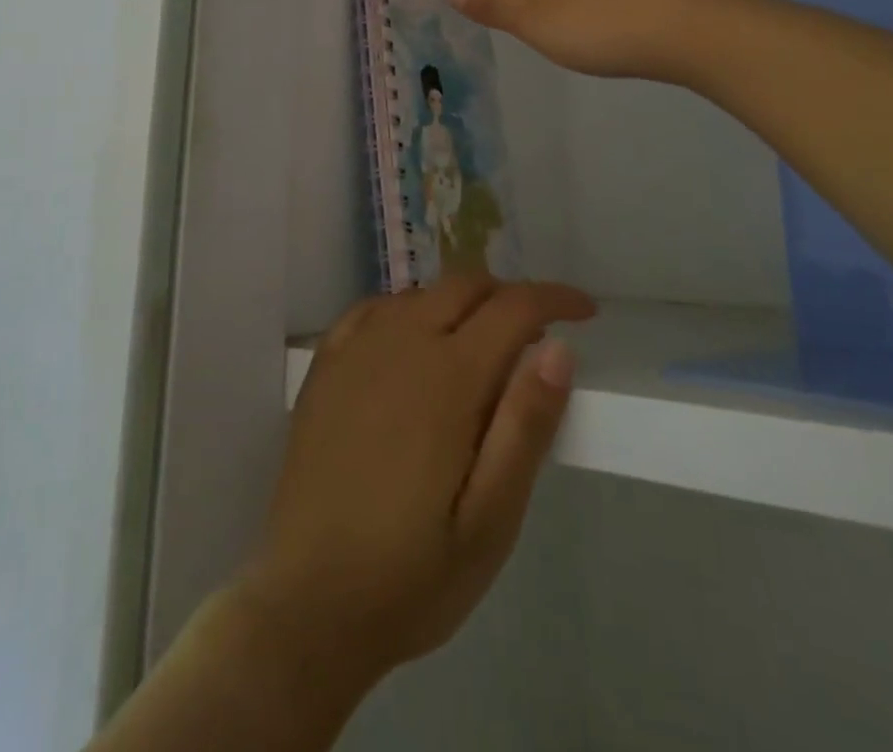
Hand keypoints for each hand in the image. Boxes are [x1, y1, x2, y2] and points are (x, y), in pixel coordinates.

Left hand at [243, 275, 595, 691]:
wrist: (307, 604)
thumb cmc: (411, 574)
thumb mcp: (491, 520)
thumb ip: (526, 426)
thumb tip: (559, 349)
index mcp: (448, 376)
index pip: (513, 308)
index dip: (555, 299)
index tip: (585, 311)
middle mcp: (400, 343)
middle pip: (465, 286)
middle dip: (509, 297)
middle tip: (534, 338)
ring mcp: (356, 350)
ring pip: (421, 294)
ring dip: (460, 304)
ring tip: (480, 348)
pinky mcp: (324, 366)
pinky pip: (373, 309)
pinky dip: (408, 311)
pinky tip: (412, 344)